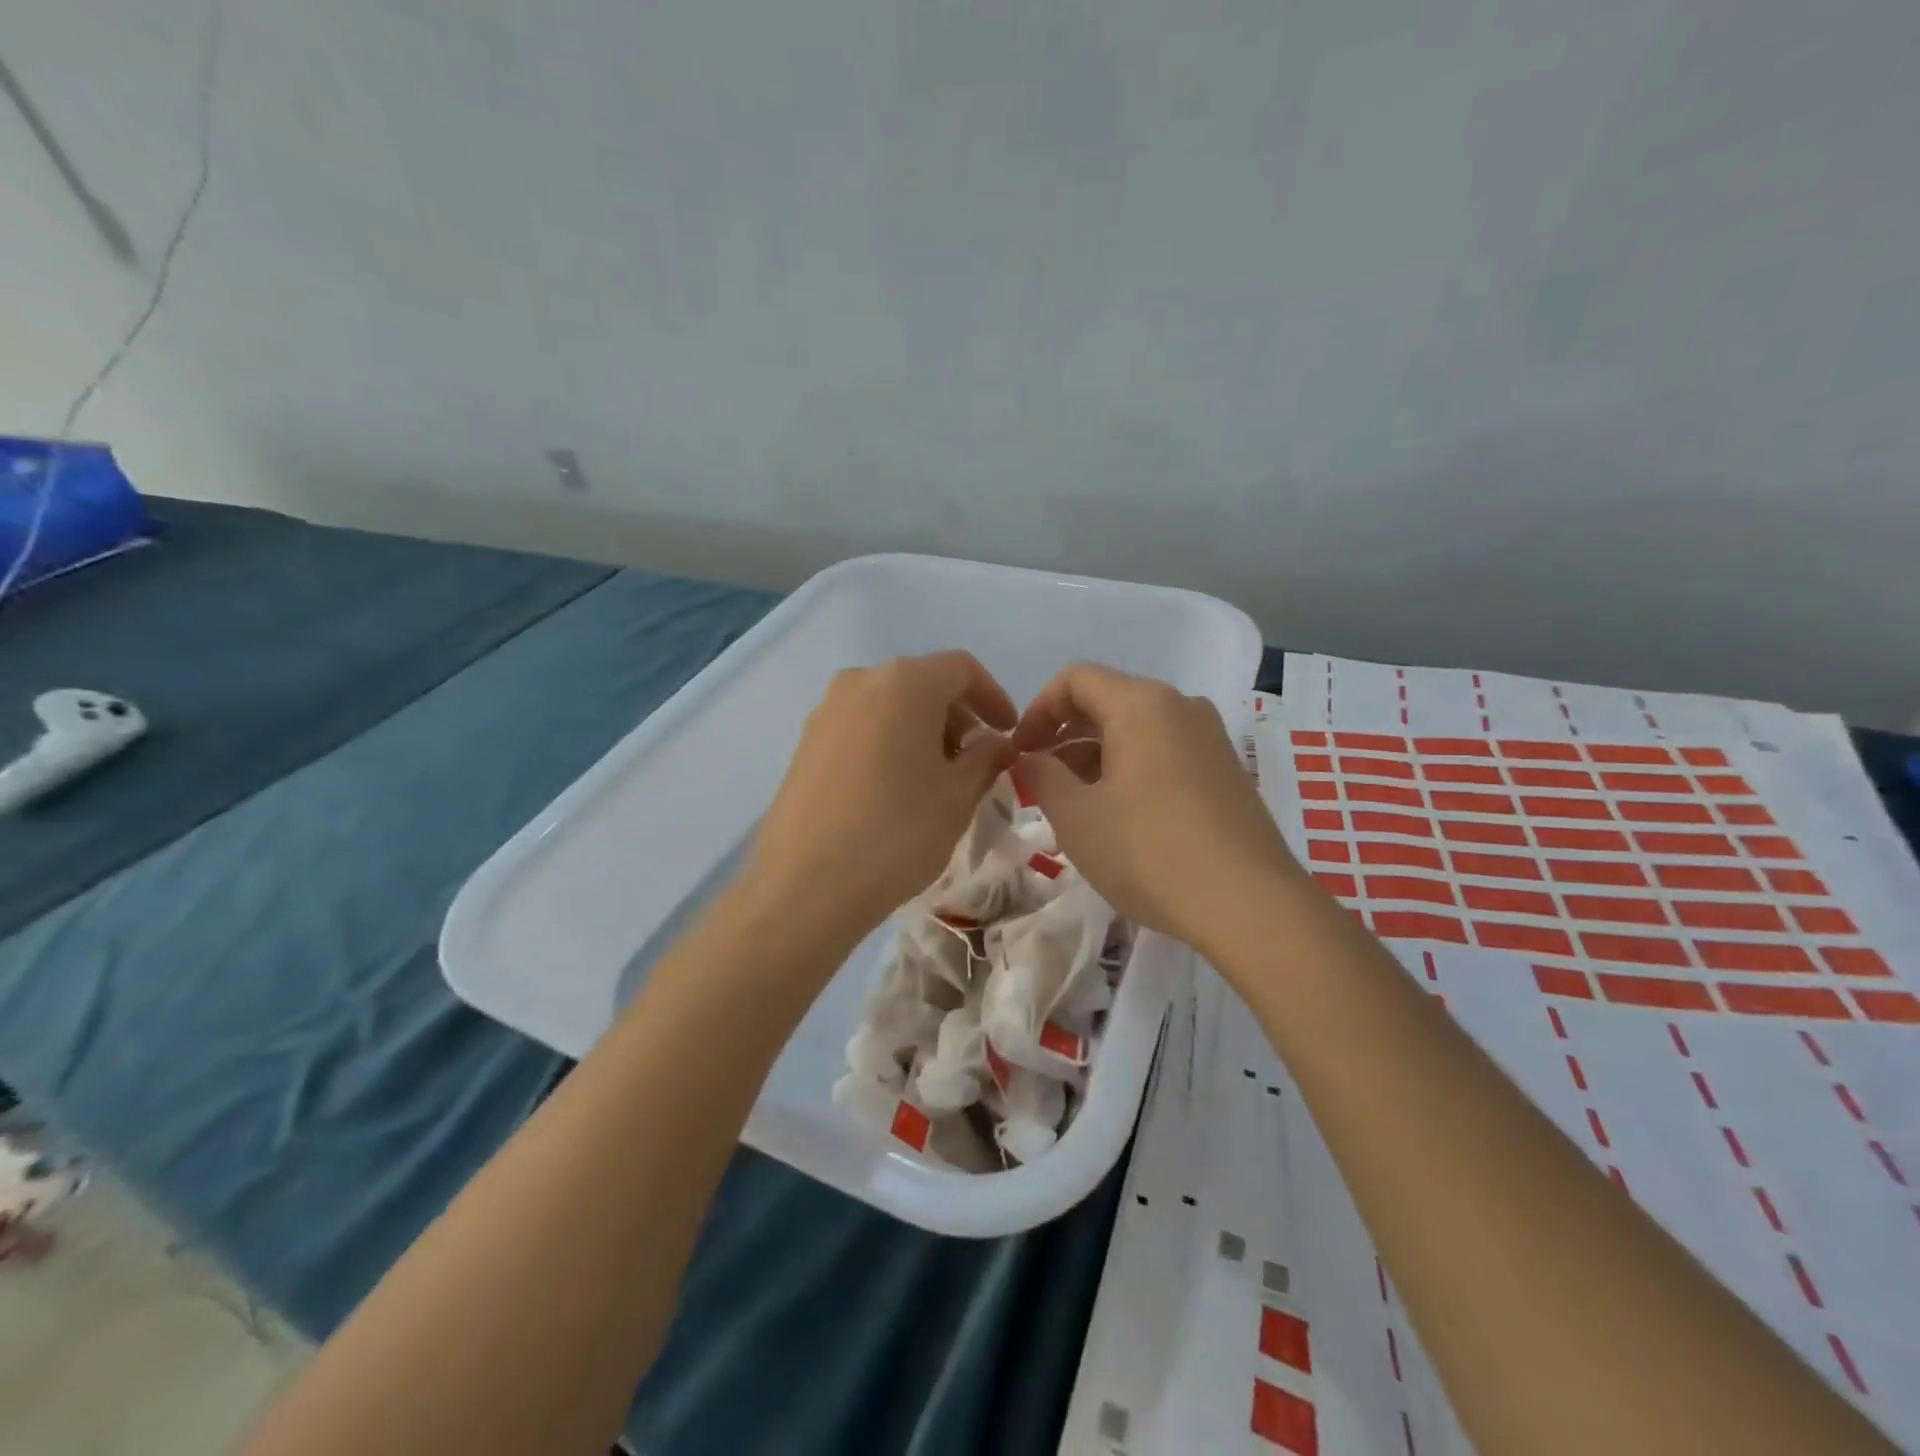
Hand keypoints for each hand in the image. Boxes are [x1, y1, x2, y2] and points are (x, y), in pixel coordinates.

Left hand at [744, 651, 1017, 942]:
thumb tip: (998, 743)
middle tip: (976, 760)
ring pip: (890, 705)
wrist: (805, 885)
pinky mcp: (806, 743)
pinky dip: (890, 743)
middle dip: (957, 717)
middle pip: (923, 683)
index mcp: (904, 682)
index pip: (961, 669)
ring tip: (937, 778)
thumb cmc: (897, 832)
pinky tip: (896, 788)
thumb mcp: (958, 796)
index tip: (1008, 732)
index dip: (993, 696)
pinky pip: (862, 727)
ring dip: (923, 731)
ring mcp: (826, 711)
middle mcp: (860, 682)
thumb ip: (987, 758)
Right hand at [1013, 663, 1297, 953]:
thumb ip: (1041, 776)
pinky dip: (1131, 769)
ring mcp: (1211, 738)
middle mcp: (1181, 706)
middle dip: (1064, 735)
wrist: (1250, 905)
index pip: (1075, 679)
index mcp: (1142, 704)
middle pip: (1108, 701)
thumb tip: (1030, 758)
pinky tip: (1120, 816)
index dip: (1037, 710)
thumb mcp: (1076, 816)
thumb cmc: (1149, 852)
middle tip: (1040, 780)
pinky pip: (1165, 752)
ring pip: (1137, 729)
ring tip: (1075, 804)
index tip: (1020, 752)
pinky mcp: (1227, 771)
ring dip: (1096, 756)